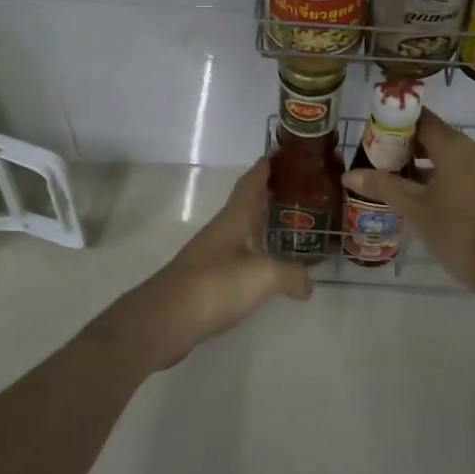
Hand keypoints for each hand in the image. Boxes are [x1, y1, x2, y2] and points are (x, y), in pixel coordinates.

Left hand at [99, 159, 311, 368]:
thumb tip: (308, 283)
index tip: (281, 154)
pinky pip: (239, 258)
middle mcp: (223, 230)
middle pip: (247, 205)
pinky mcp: (208, 280)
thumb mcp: (263, 276)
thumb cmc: (215, 284)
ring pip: (243, 231)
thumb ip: (291, 274)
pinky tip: (269, 267)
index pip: (251, 183)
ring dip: (263, 225)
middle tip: (299, 190)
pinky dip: (257, 254)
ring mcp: (213, 255)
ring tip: (291, 226)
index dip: (265, 168)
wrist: (166, 319)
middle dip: (270, 195)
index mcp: (234, 218)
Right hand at [342, 108, 474, 291]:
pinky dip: (453, 182)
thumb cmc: (458, 232)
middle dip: (413, 150)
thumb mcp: (415, 209)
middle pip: (440, 140)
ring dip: (433, 168)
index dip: (399, 125)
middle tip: (387, 165)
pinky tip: (438, 205)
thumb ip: (384, 186)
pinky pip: (473, 176)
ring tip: (407, 188)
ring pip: (458, 160)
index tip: (378, 137)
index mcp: (457, 146)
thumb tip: (349, 174)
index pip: (424, 120)